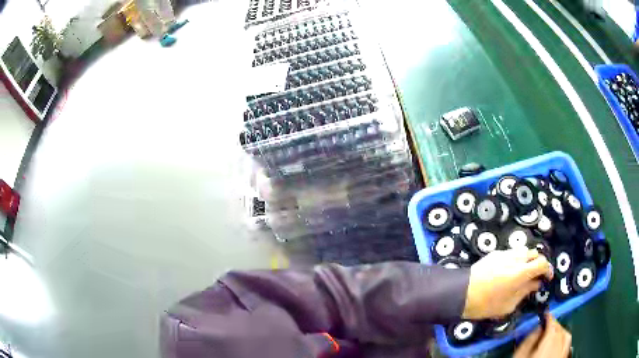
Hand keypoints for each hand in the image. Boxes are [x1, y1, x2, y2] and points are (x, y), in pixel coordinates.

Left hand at [463, 248, 552, 318]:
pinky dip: (515, 259)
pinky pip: (511, 253)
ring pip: (523, 251)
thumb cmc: (486, 304)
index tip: (547, 278)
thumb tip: (536, 283)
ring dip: (527, 260)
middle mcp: (515, 258)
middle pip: (534, 253)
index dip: (548, 269)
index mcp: (521, 272)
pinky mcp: (495, 253)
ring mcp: (504, 253)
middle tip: (535, 276)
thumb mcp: (509, 305)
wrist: (461, 293)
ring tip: (523, 273)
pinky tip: (509, 270)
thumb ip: (525, 291)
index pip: (542, 263)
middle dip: (538, 263)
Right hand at [514, 314, 571, 357]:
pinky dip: (563, 341)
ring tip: (552, 334)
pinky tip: (558, 345)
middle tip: (546, 325)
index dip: (548, 316)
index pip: (552, 321)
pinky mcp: (564, 357)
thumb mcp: (521, 353)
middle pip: (560, 328)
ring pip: (566, 336)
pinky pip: (567, 345)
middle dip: (554, 325)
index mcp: (551, 338)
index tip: (544, 313)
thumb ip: (530, 338)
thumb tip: (537, 327)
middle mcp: (561, 342)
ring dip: (560, 332)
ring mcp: (564, 351)